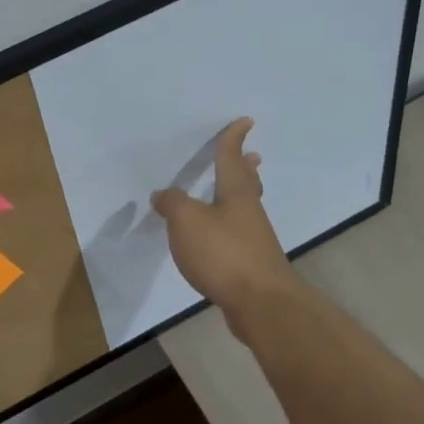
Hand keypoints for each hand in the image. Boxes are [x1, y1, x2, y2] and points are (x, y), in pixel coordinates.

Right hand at [151, 118, 297, 323]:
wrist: (260, 303)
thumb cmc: (224, 253)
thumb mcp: (187, 222)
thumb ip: (173, 204)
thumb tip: (163, 194)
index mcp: (236, 195)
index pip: (231, 159)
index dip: (233, 139)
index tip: (245, 121)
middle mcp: (249, 213)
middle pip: (247, 184)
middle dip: (246, 168)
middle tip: (251, 156)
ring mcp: (254, 240)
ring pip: (245, 209)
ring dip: (240, 197)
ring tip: (230, 193)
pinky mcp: (252, 265)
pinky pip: (239, 236)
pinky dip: (230, 227)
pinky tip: (219, 238)